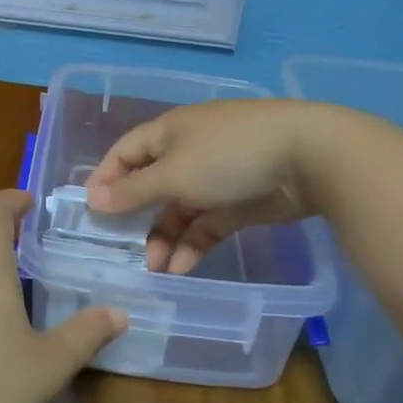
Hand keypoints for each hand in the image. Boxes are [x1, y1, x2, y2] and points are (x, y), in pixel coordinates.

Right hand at [85, 100, 343, 273]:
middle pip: (152, 185)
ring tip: (156, 269)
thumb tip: (94, 200)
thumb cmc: (229, 155)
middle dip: (137, 218)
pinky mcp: (242, 201)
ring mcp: (217, 177)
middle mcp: (189, 152)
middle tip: (123, 250)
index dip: (106, 178)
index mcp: (169, 133)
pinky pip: (208, 223)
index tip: (91, 212)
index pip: (126, 152)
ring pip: (180, 210)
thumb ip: (134, 191)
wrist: (311, 156)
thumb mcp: (175, 174)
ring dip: (165, 238)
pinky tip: (181, 268)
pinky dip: (193, 244)